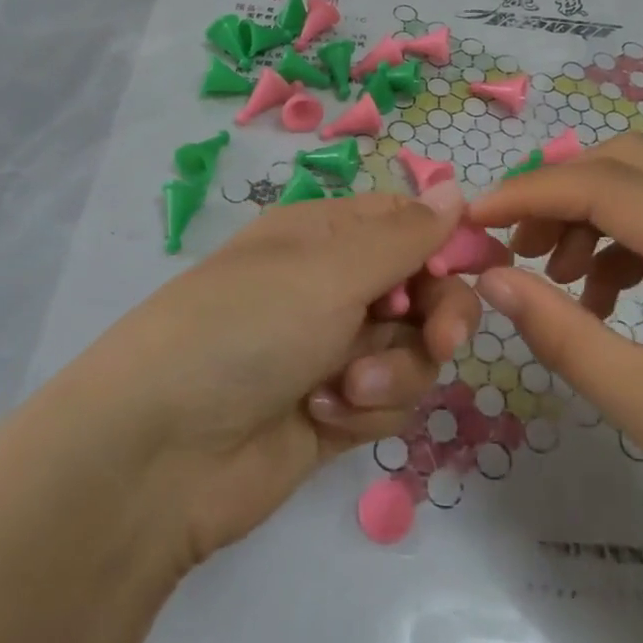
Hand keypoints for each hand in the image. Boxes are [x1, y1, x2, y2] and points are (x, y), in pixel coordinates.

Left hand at [0, 183, 475, 642]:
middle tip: (439, 340)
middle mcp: (330, 286)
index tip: (482, 267)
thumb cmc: (246, 328)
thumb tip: (455, 188)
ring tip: (344, 385)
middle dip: (437, 316)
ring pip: (412, 350)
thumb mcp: (328, 269)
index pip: (406, 223)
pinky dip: (366, 408)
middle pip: (423, 289)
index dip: (446, 244)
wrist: (160, 454)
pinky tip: (320, 416)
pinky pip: (387, 400)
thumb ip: (404, 235)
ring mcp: (332, 351)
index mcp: (323, 236)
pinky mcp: (334, 412)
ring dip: (393, 369)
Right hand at [467, 134, 642, 589]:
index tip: (474, 220)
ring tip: (557, 278)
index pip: (604, 184)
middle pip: (630, 163)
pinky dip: (629, 241)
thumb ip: (558, 330)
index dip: (529, 192)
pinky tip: (607, 298)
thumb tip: (491, 278)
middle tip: (515, 245)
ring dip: (594, 215)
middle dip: (560, 192)